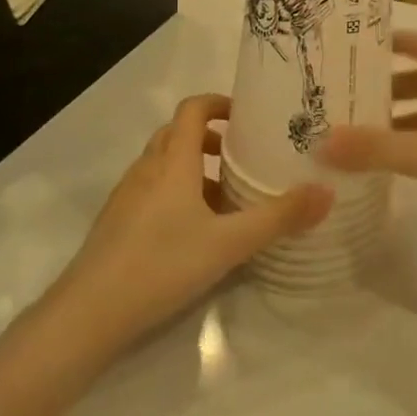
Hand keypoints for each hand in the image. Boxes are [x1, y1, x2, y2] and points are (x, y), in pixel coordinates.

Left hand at [52, 94, 331, 345]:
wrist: (90, 312)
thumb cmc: (162, 264)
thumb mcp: (229, 243)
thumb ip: (278, 217)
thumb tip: (326, 192)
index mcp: (173, 161)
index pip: (193, 109)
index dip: (219, 104)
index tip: (247, 117)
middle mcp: (147, 168)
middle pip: (178, 134)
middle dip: (212, 139)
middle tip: (244, 157)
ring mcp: (127, 194)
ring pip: (164, 164)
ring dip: (195, 168)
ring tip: (226, 199)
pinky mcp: (117, 221)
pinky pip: (152, 189)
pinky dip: (177, 193)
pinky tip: (194, 231)